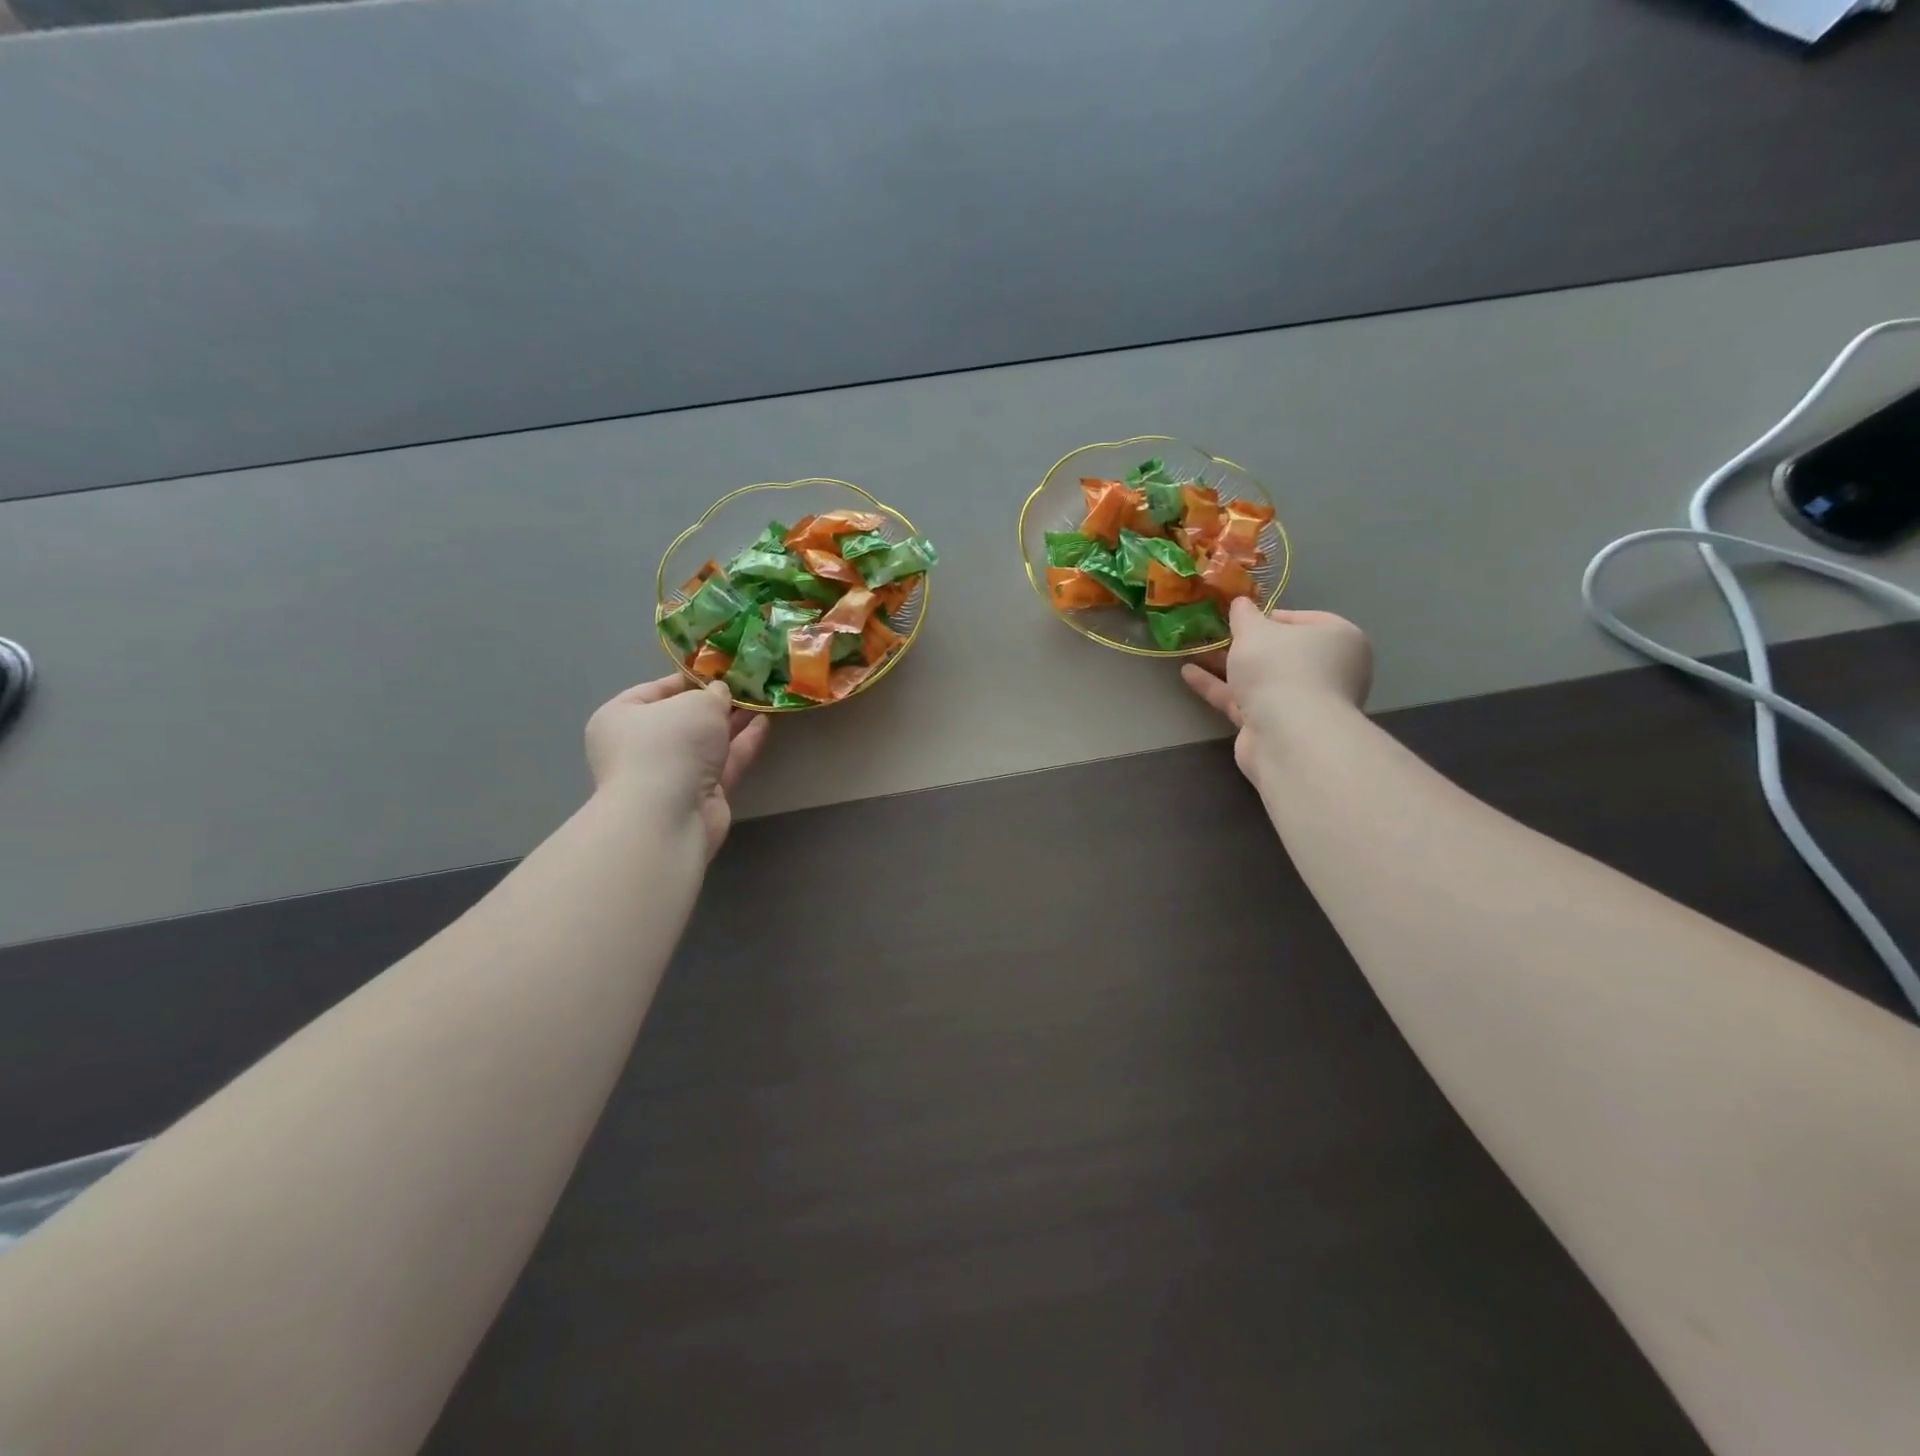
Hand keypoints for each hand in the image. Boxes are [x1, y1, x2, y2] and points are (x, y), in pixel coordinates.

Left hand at [585, 677, 769, 855]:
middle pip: (683, 718)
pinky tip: (764, 725)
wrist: (669, 815)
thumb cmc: (670, 745)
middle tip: (748, 686)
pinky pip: (722, 763)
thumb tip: (720, 694)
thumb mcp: (697, 703)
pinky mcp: (697, 795)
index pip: (655, 690)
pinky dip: (741, 745)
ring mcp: (670, 774)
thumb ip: (713, 694)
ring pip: (706, 742)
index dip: (690, 678)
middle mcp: (640, 746)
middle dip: (716, 704)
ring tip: (762, 702)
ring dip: (733, 723)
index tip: (721, 670)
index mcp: (621, 718)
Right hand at [1180, 599, 1371, 785]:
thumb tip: (1241, 603)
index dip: (1268, 616)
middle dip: (1243, 644)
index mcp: (1338, 639)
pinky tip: (1189, 674)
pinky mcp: (1276, 727)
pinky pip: (1245, 700)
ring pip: (1259, 678)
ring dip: (1226, 665)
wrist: (1287, 735)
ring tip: (1192, 651)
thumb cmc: (1280, 668)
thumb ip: (1244, 615)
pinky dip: (1220, 687)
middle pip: (1279, 652)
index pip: (1303, 620)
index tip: (1240, 617)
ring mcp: (1302, 702)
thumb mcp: (1255, 630)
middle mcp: (1327, 671)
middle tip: (1212, 633)